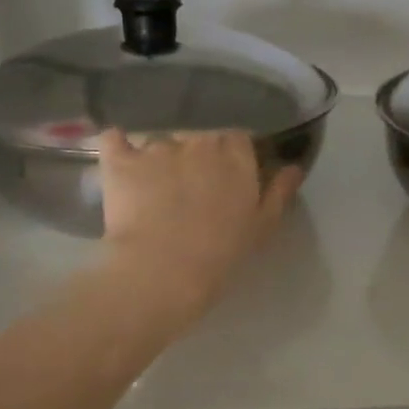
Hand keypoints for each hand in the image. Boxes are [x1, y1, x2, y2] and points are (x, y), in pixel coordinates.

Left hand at [97, 130, 301, 324]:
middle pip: (198, 137)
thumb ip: (280, 191)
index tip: (227, 180)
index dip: (231, 158)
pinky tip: (119, 158)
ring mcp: (156, 147)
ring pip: (160, 141)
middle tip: (190, 191)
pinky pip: (115, 139)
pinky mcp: (120, 161)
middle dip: (195, 157)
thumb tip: (293, 167)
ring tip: (153, 190)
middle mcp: (198, 140)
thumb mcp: (262, 226)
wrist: (163, 271)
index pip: (237, 139)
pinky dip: (118, 146)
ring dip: (159, 158)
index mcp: (235, 153)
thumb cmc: (221, 253)